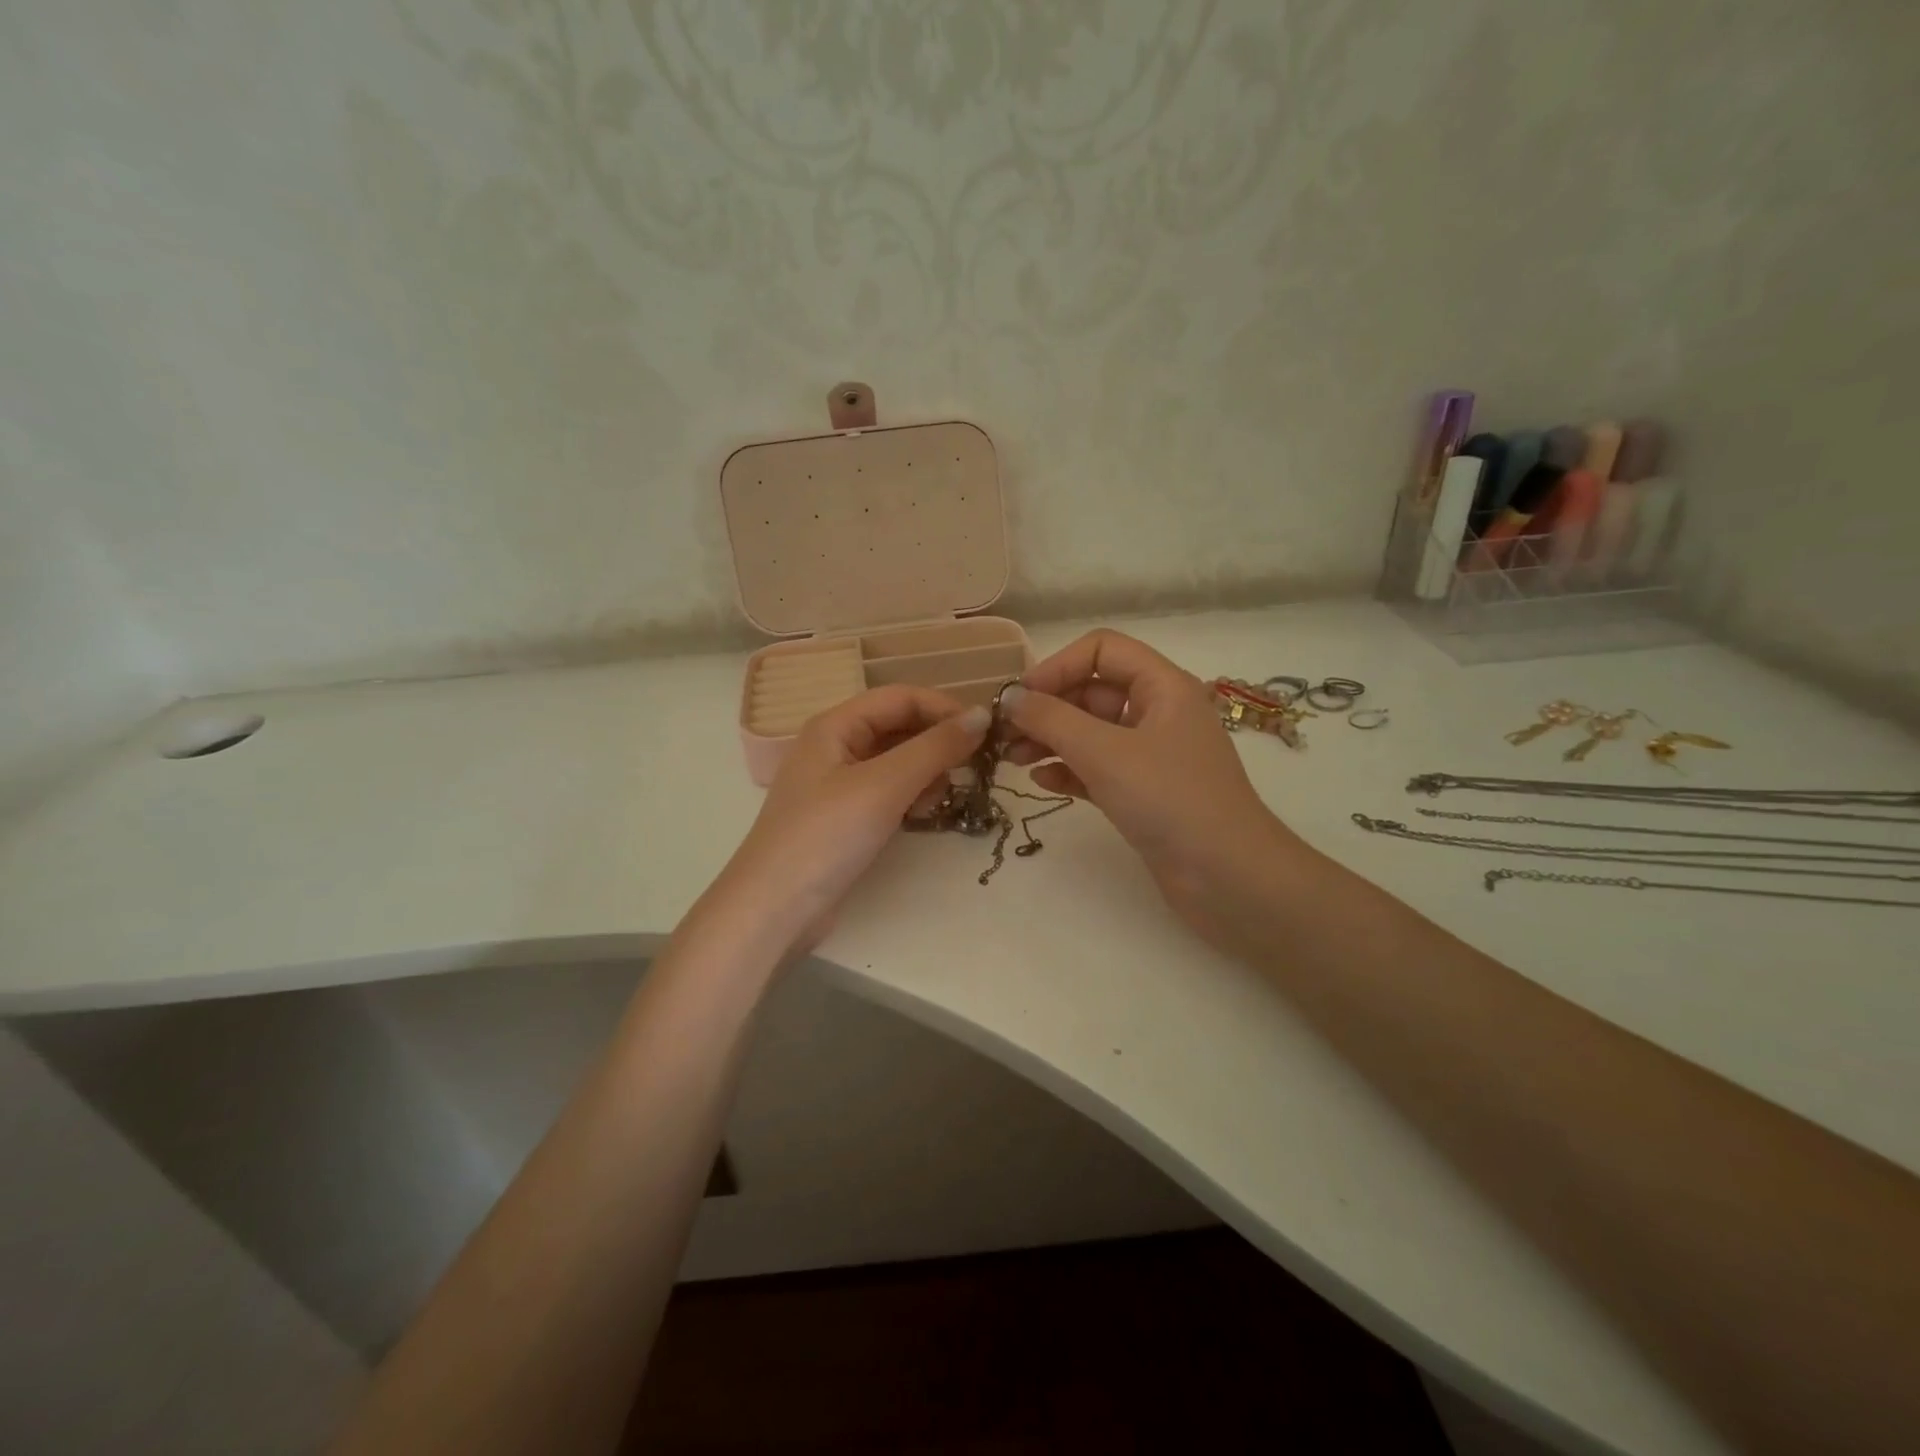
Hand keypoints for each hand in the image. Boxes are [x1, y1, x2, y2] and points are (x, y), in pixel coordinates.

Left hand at [718, 686, 990, 949]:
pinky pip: (890, 791)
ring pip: (898, 761)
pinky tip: (924, 815)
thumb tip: (984, 715)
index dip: (944, 708)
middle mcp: (836, 746)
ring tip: (944, 797)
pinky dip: (912, 796)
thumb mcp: (884, 785)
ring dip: (927, 771)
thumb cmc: (827, 836)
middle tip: (975, 767)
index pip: (901, 697)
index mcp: (835, 725)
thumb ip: (935, 748)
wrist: (775, 909)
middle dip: (938, 742)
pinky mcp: (846, 817)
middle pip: (899, 727)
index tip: (987, 732)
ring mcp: (840, 784)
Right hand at [1001, 630, 1302, 948]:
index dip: (1057, 666)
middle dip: (1047, 707)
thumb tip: (1009, 697)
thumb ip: (1051, 720)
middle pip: (1092, 691)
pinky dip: (1069, 770)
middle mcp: (1159, 712)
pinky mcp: (1145, 792)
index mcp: (1163, 686)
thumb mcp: (1105, 753)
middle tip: (1003, 733)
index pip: (1102, 650)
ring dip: (1051, 740)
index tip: (1019, 698)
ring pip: (1091, 732)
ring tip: (1011, 759)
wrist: (1229, 879)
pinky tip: (1041, 782)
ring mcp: (1152, 755)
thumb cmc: (1170, 800)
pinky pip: (1098, 768)